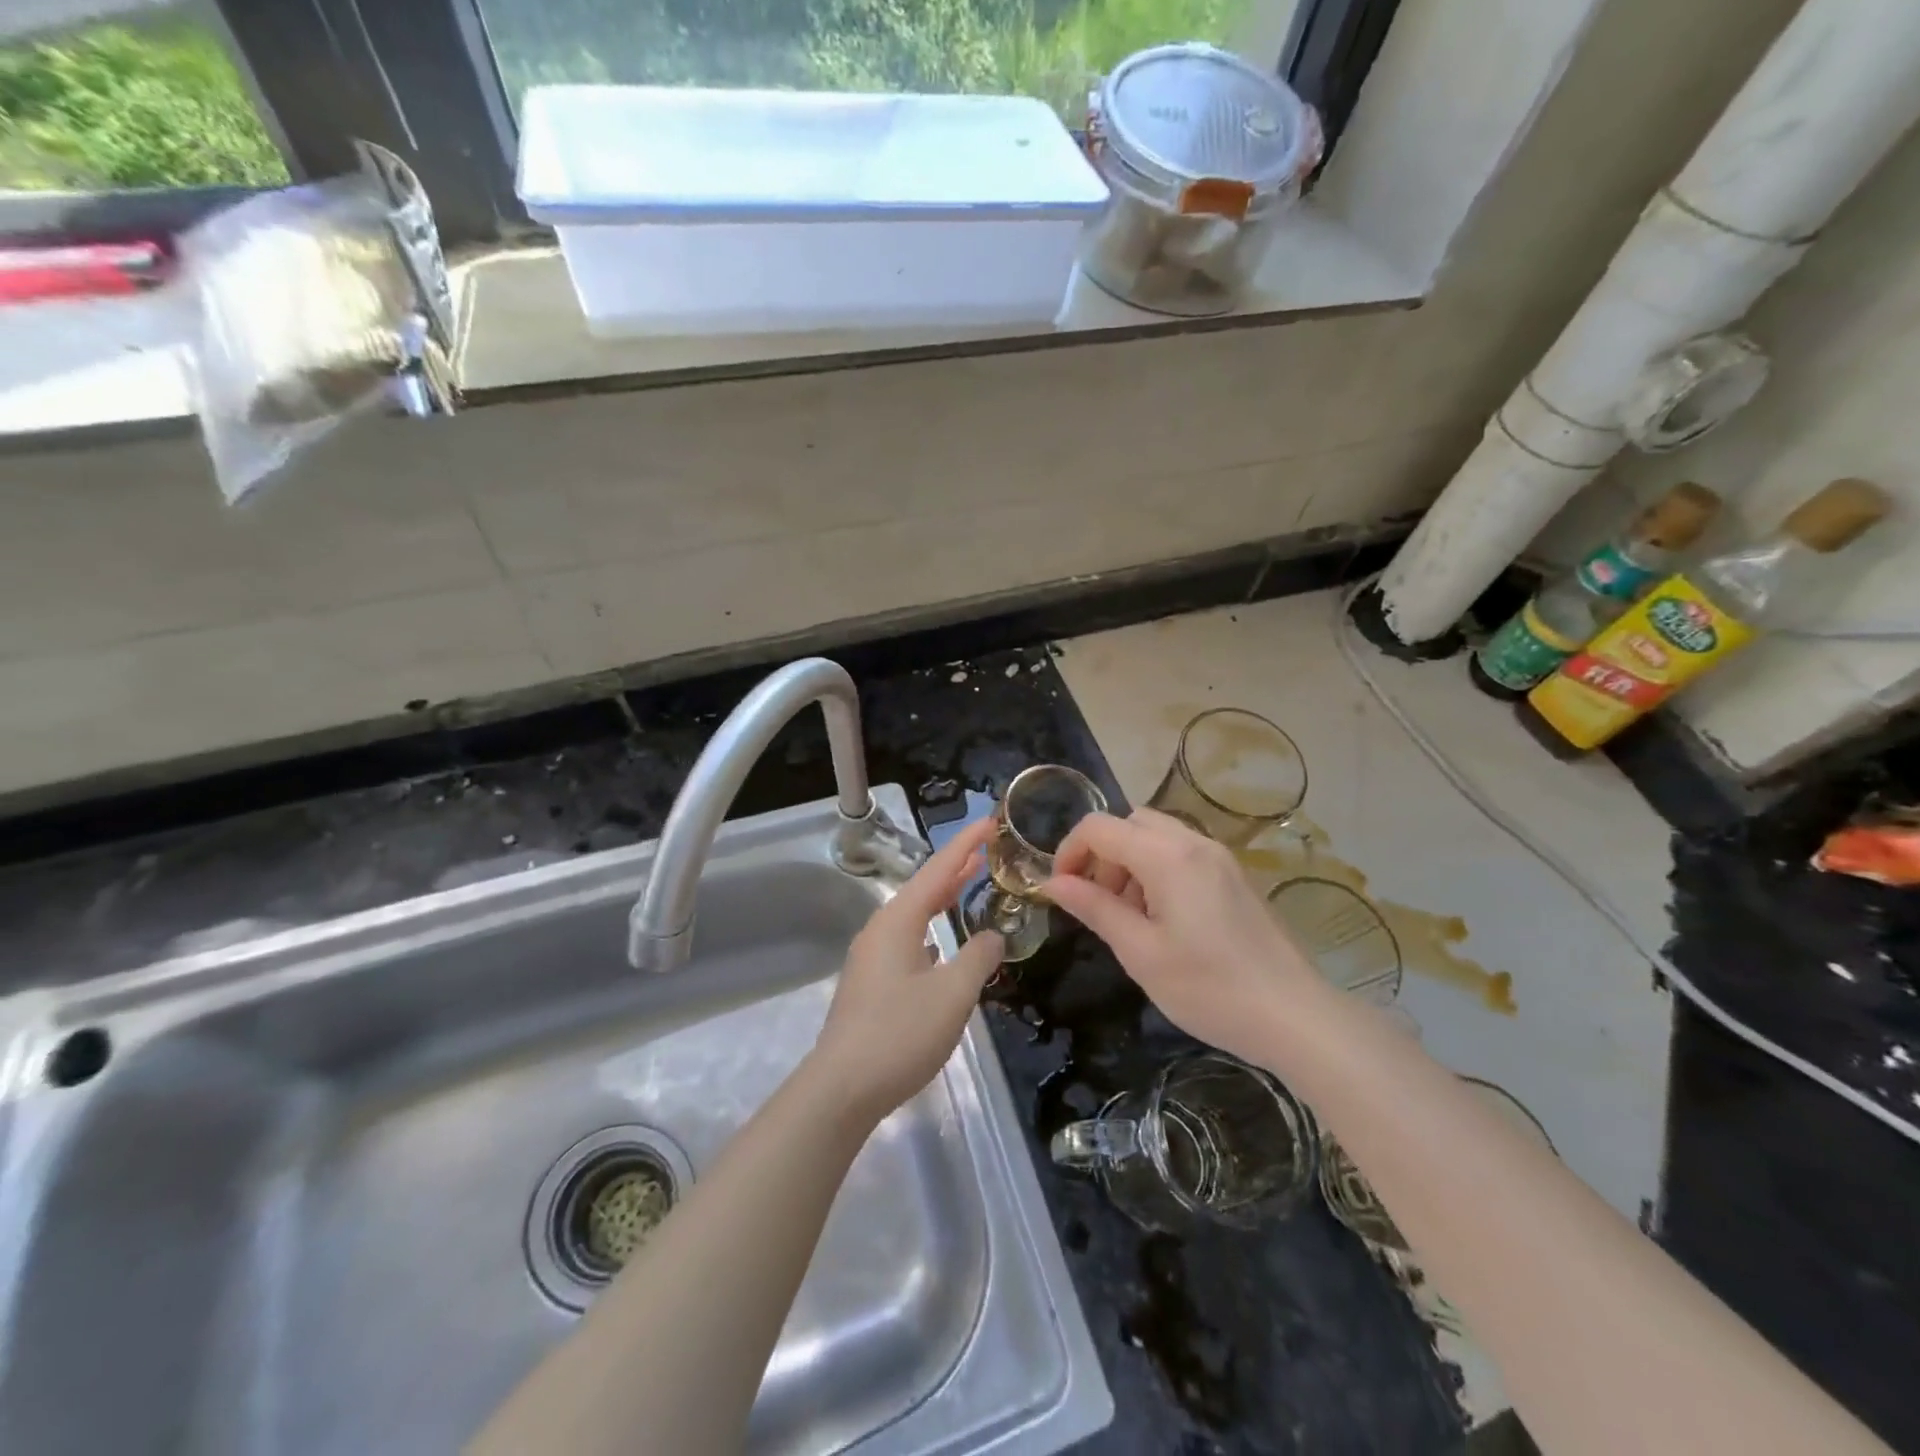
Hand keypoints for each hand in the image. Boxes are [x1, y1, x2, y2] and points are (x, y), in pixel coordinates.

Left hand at [810, 815, 1004, 1121]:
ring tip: (970, 885)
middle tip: (987, 849)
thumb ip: (978, 957)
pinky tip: (943, 944)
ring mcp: (872, 958)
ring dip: (943, 899)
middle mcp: (881, 930)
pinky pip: (909, 940)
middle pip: (924, 888)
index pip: (938, 870)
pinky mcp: (871, 984)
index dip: (966, 844)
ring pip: (914, 915)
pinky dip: (932, 929)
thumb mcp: (952, 994)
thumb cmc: (900, 1033)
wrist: (841, 1088)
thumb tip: (992, 936)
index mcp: (898, 921)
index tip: (989, 821)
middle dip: (955, 867)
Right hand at [1043, 808, 1323, 1066]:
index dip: (1069, 851)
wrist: (1295, 1017)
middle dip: (1102, 855)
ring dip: (1129, 863)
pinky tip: (1163, 920)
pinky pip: (1182, 853)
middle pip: (1130, 823)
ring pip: (1156, 836)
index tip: (1061, 891)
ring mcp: (1219, 857)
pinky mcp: (1234, 876)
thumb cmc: (1209, 989)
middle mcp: (1194, 843)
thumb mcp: (1140, 952)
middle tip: (1099, 904)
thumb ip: (1094, 908)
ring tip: (1130, 917)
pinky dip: (1157, 871)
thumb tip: (1052, 884)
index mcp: (1168, 856)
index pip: (1099, 827)